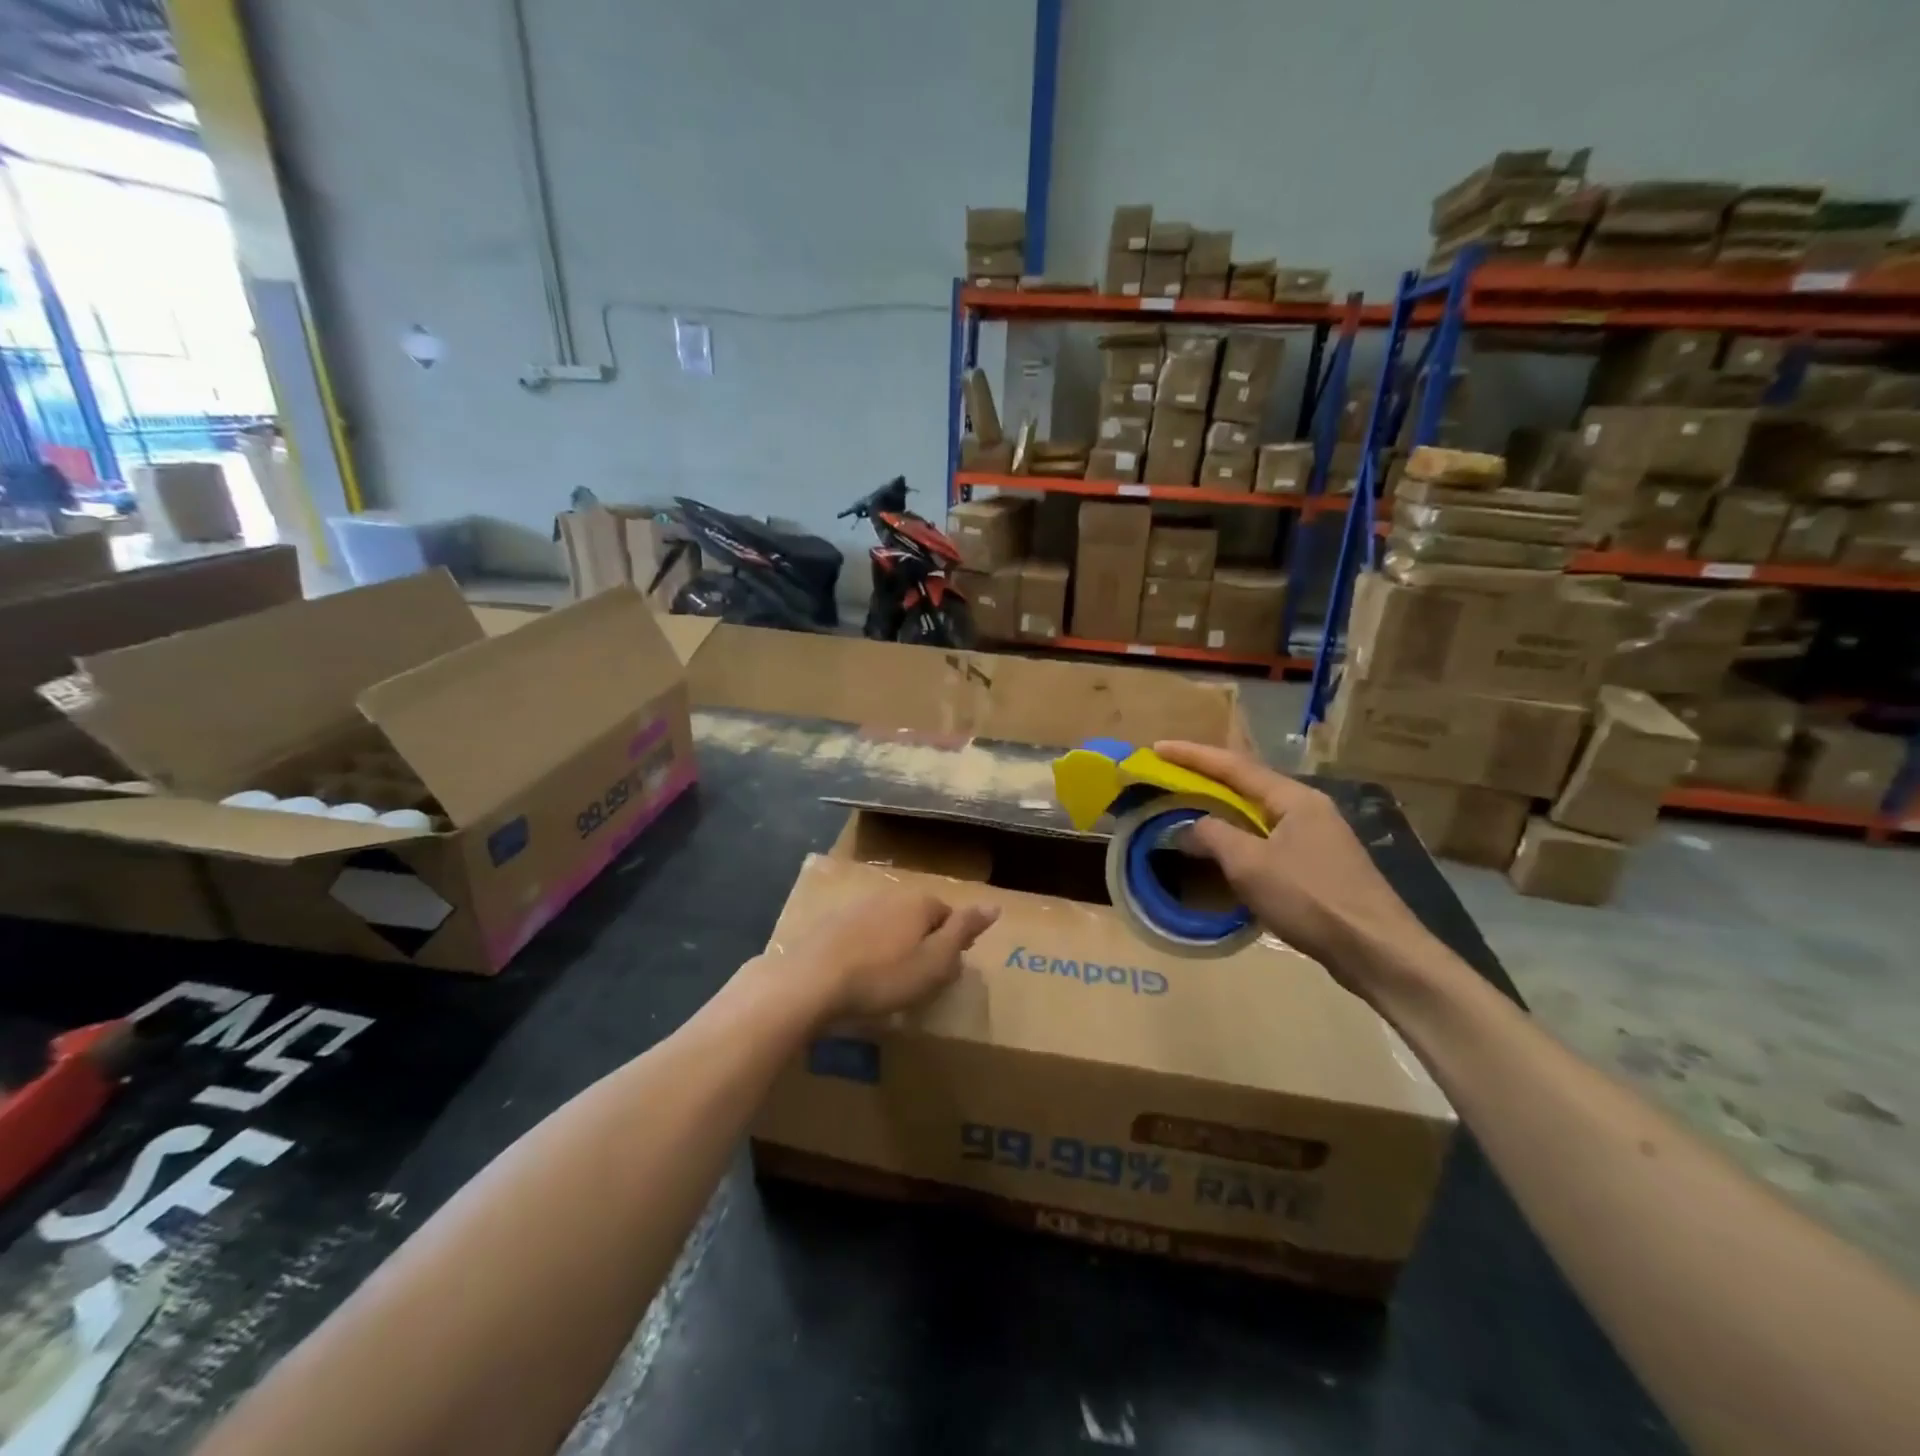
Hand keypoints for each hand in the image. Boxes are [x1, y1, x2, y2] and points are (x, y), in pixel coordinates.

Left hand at [767, 890, 999, 1024]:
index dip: (952, 945)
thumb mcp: (935, 961)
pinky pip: (862, 935)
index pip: (949, 916)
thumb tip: (994, 905)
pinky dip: (867, 951)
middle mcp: (891, 895)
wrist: (812, 981)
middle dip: (923, 943)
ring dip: (894, 947)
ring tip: (888, 981)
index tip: (944, 973)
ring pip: (890, 925)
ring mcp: (858, 905)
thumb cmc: (883, 977)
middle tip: (918, 980)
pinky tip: (859, 975)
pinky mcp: (832, 922)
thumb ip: (964, 931)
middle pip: (919, 918)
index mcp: (920, 902)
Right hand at [1154, 741, 1444, 1006]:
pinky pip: (1268, 841)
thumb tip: (1190, 827)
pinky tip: (1225, 854)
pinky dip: (1240, 840)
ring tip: (1190, 812)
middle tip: (1170, 778)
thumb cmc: (1311, 898)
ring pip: (1259, 816)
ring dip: (1223, 813)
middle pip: (1248, 786)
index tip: (1158, 746)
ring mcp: (1318, 838)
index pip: (1234, 766)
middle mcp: (1308, 809)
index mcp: (1294, 798)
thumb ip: (1214, 836)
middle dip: (1208, 781)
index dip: (1193, 755)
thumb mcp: (1250, 864)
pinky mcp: (1320, 867)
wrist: (1377, 951)